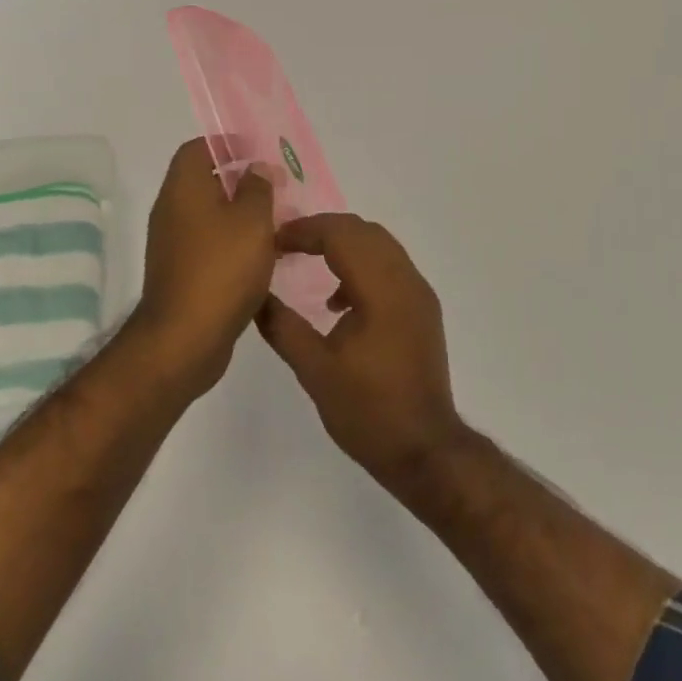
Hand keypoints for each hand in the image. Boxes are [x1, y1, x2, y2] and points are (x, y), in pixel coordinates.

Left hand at [132, 139, 276, 394]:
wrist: (184, 339)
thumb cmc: (221, 269)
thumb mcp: (252, 220)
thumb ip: (258, 188)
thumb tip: (256, 169)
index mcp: (184, 188)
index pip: (198, 148)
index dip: (227, 144)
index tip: (258, 153)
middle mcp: (172, 210)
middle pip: (206, 181)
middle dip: (242, 182)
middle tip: (278, 190)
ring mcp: (173, 244)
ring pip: (211, 216)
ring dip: (242, 216)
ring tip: (279, 225)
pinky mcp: (181, 273)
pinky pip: (210, 245)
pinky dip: (234, 244)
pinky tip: (264, 259)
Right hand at [256, 213, 465, 486]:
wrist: (426, 450)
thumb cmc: (368, 411)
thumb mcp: (315, 371)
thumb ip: (283, 327)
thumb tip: (256, 296)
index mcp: (381, 288)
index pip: (341, 234)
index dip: (304, 230)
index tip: (273, 241)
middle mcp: (405, 279)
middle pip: (362, 231)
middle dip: (323, 230)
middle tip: (287, 245)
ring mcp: (419, 293)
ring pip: (379, 244)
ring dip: (344, 245)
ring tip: (308, 263)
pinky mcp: (423, 308)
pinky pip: (390, 266)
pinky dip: (362, 265)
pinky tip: (338, 302)